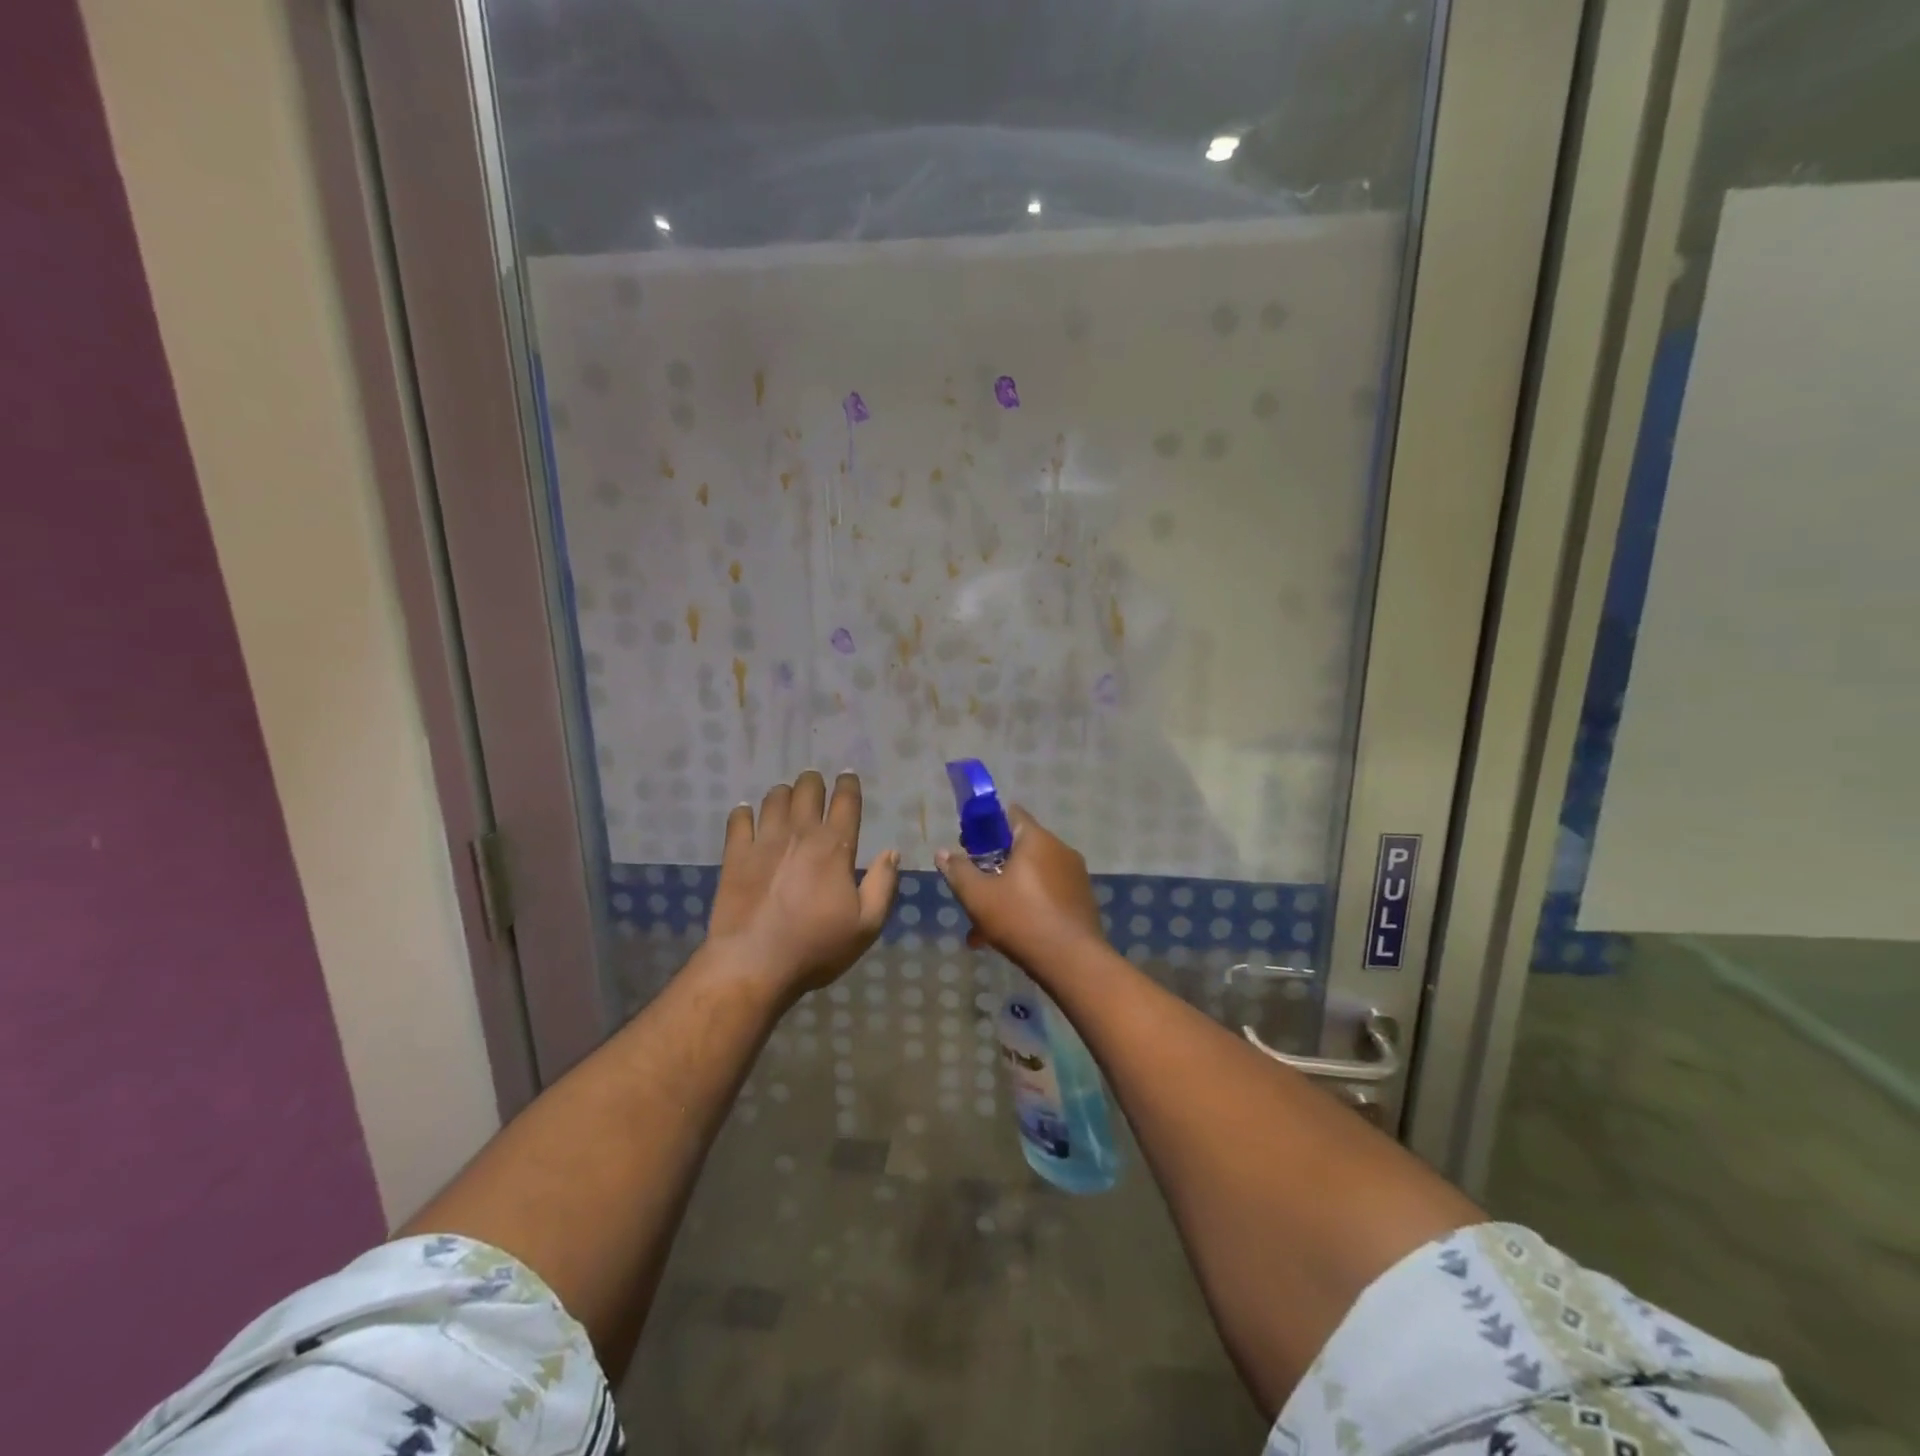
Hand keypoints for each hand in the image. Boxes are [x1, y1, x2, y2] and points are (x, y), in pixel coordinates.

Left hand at [707, 771, 899, 997]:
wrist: (753, 964)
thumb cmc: (815, 947)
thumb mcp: (866, 925)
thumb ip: (882, 885)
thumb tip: (891, 853)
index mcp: (835, 847)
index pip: (846, 801)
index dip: (849, 784)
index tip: (848, 777)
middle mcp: (800, 833)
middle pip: (807, 789)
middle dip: (814, 782)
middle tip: (816, 786)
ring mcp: (763, 841)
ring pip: (774, 798)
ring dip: (784, 794)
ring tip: (786, 800)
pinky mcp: (735, 854)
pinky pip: (738, 819)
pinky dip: (744, 812)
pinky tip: (747, 816)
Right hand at [935, 805, 1104, 971]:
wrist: (1073, 961)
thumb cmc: (1021, 919)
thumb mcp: (978, 896)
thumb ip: (958, 871)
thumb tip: (942, 853)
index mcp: (1036, 839)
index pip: (1010, 814)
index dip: (986, 826)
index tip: (969, 847)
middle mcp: (1060, 850)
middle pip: (1020, 847)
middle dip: (994, 865)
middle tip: (975, 887)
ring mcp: (1075, 876)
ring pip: (1032, 875)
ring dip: (1008, 890)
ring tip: (985, 924)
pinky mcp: (1082, 900)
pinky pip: (1047, 894)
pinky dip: (1028, 905)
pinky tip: (1010, 935)